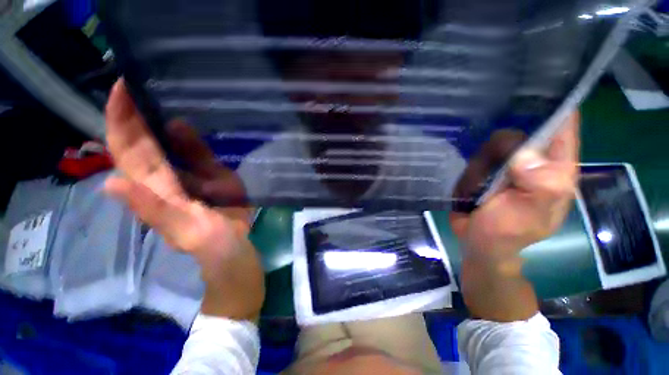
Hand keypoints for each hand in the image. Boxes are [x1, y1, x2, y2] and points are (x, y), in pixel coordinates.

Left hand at [103, 79, 264, 320]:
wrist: (232, 252)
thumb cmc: (212, 246)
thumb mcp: (187, 229)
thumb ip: (154, 209)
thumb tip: (113, 181)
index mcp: (156, 190)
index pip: (128, 149)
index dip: (122, 119)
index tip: (124, 87)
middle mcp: (163, 180)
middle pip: (140, 141)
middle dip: (135, 110)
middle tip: (141, 79)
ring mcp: (185, 180)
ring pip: (165, 145)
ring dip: (158, 119)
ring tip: (160, 91)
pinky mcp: (204, 182)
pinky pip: (191, 154)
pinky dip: (187, 137)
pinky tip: (190, 123)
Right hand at [451, 112, 579, 260]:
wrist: (479, 243)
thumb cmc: (508, 233)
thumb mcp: (531, 215)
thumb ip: (540, 186)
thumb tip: (525, 153)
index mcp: (555, 170)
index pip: (564, 128)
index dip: (558, 107)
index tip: (539, 89)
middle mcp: (533, 162)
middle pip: (521, 132)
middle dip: (503, 145)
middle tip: (492, 171)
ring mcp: (507, 166)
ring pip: (493, 143)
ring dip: (482, 162)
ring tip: (479, 187)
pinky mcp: (485, 171)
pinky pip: (477, 155)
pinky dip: (471, 164)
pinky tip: (470, 182)